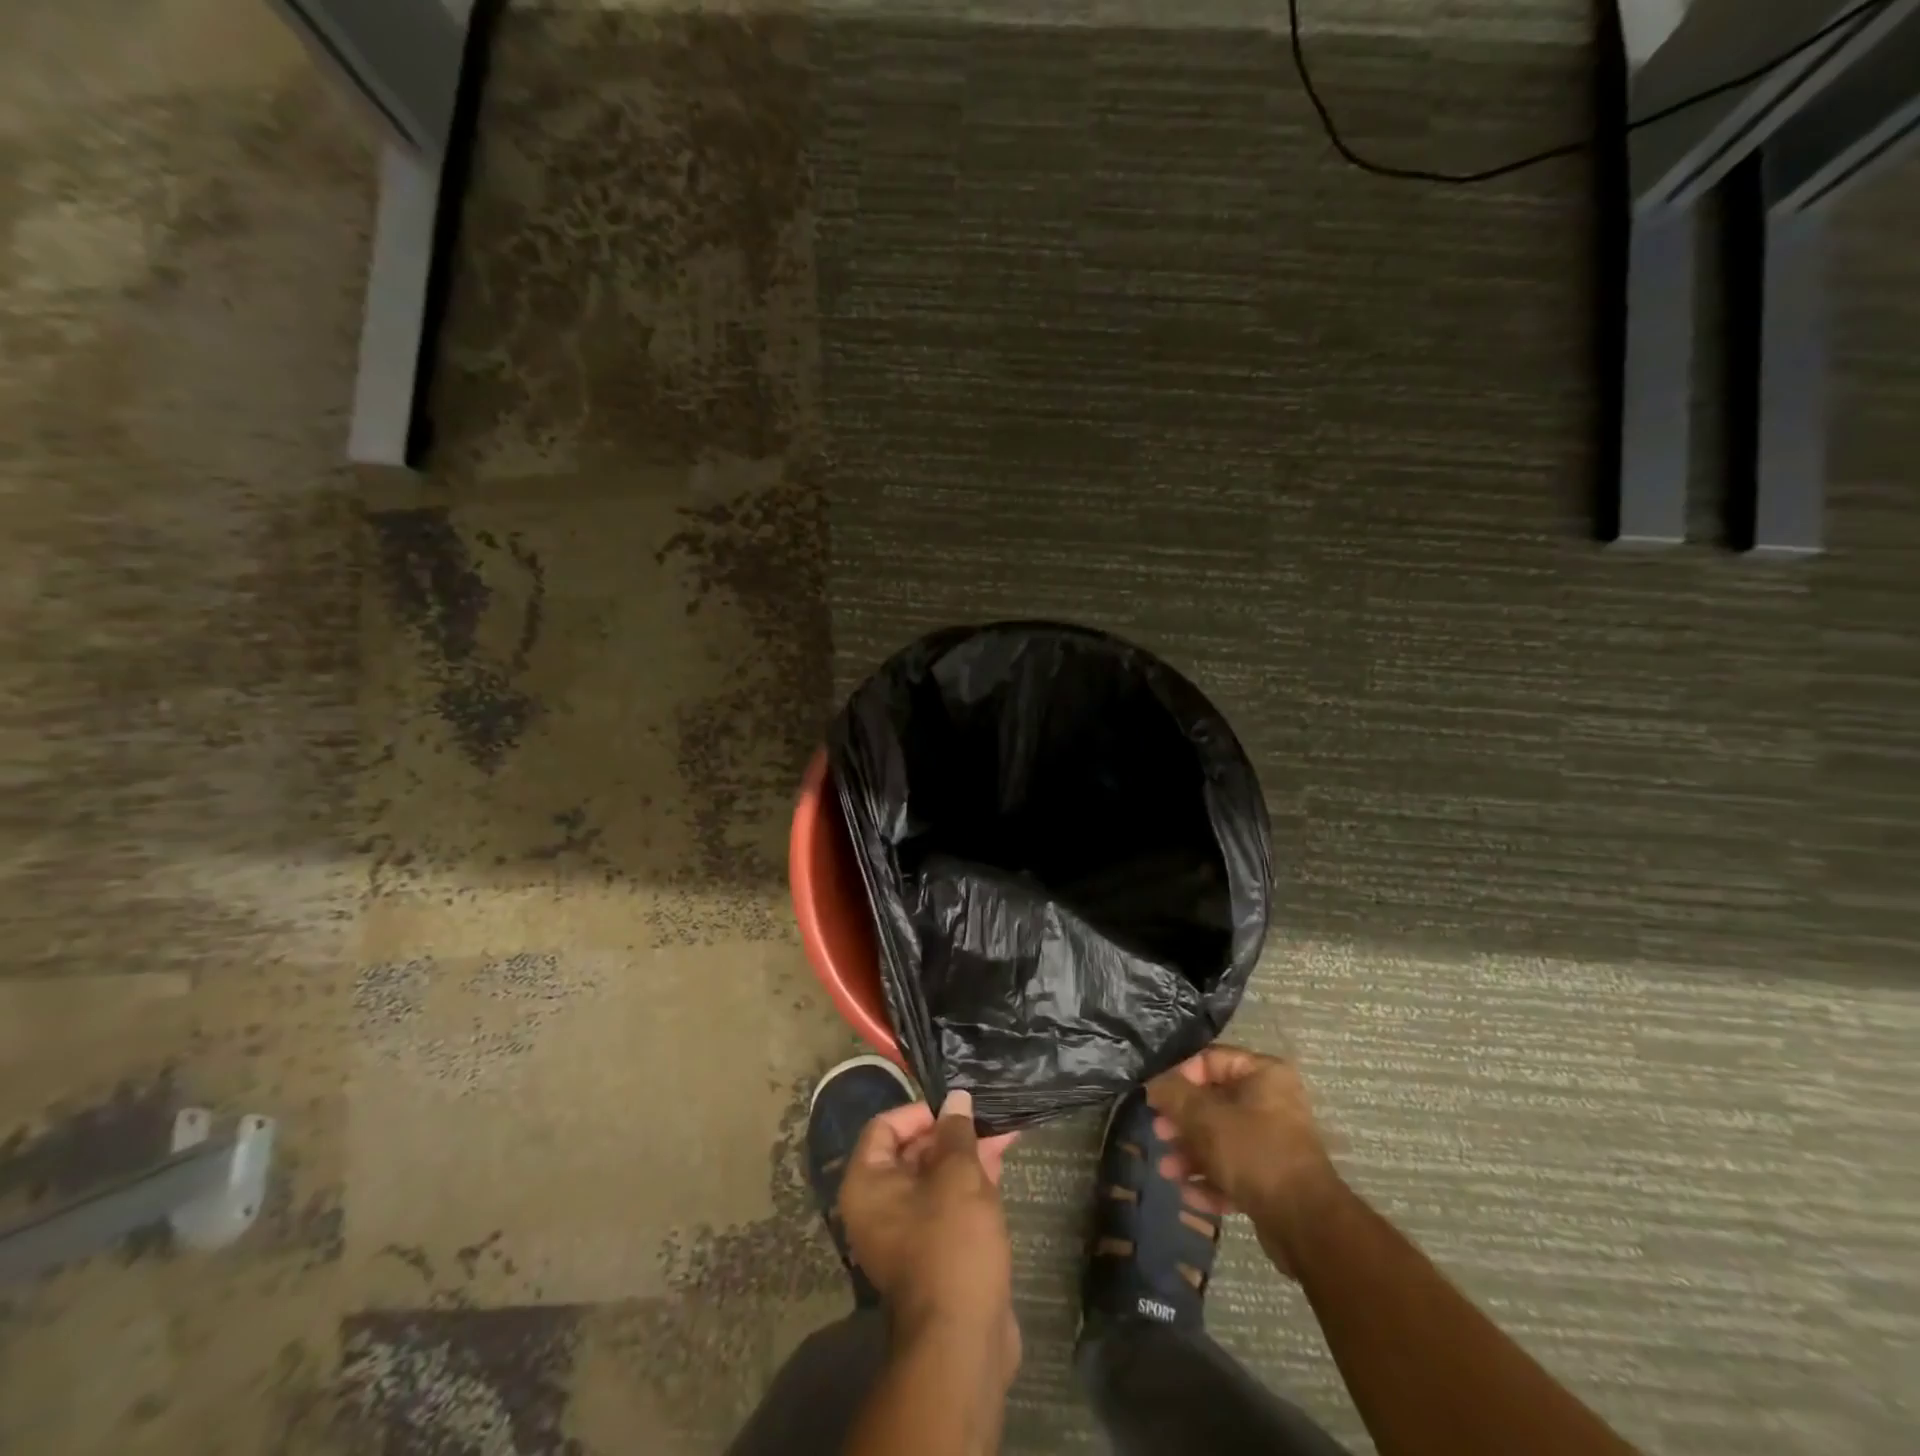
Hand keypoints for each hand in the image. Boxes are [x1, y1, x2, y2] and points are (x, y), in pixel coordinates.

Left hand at [839, 1089, 1021, 1373]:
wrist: (962, 1342)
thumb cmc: (951, 1243)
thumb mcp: (957, 1176)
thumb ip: (957, 1132)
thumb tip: (956, 1098)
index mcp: (867, 1184)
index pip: (884, 1127)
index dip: (920, 1112)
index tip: (955, 1109)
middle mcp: (878, 1206)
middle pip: (911, 1152)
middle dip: (952, 1132)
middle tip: (988, 1116)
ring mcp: (905, 1233)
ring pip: (934, 1178)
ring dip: (967, 1155)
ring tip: (1004, 1133)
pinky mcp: (933, 1253)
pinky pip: (947, 1204)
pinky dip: (970, 1184)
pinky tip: (1000, 1164)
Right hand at [1146, 1046, 1341, 1275]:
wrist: (1304, 1224)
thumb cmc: (1252, 1152)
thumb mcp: (1204, 1117)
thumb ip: (1173, 1095)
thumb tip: (1154, 1085)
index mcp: (1263, 1074)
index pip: (1210, 1060)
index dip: (1178, 1076)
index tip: (1156, 1099)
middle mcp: (1272, 1102)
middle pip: (1213, 1102)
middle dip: (1182, 1122)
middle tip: (1159, 1134)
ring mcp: (1274, 1142)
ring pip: (1221, 1139)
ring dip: (1191, 1154)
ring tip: (1167, 1170)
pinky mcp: (1274, 1179)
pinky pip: (1235, 1170)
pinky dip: (1211, 1180)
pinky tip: (1188, 1195)